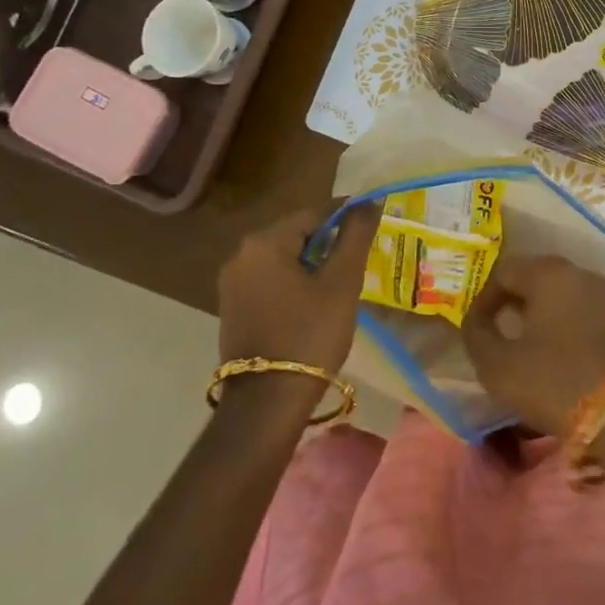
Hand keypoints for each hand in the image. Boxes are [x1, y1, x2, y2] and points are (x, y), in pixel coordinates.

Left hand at [218, 204, 379, 376]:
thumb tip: (369, 201)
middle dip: (329, 241)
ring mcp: (232, 283)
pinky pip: (270, 280)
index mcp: (264, 242)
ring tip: (343, 280)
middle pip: (296, 234)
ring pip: (283, 258)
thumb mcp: (341, 283)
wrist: (267, 403)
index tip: (373, 223)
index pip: (314, 213)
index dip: (346, 215)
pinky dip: (295, 282)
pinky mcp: (233, 307)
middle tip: (361, 257)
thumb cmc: (310, 335)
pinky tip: (316, 301)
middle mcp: (240, 255)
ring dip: (313, 263)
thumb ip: (355, 236)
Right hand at [462, 255, 604, 435]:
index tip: (476, 329)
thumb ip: (477, 335)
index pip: (503, 272)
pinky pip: (582, 312)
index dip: (483, 299)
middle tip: (498, 334)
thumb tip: (475, 321)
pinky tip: (557, 355)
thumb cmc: (554, 381)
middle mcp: (579, 273)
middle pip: (535, 278)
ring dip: (539, 315)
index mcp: (548, 273)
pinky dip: (564, 325)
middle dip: (512, 303)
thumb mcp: (498, 365)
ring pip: (561, 295)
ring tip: (526, 347)